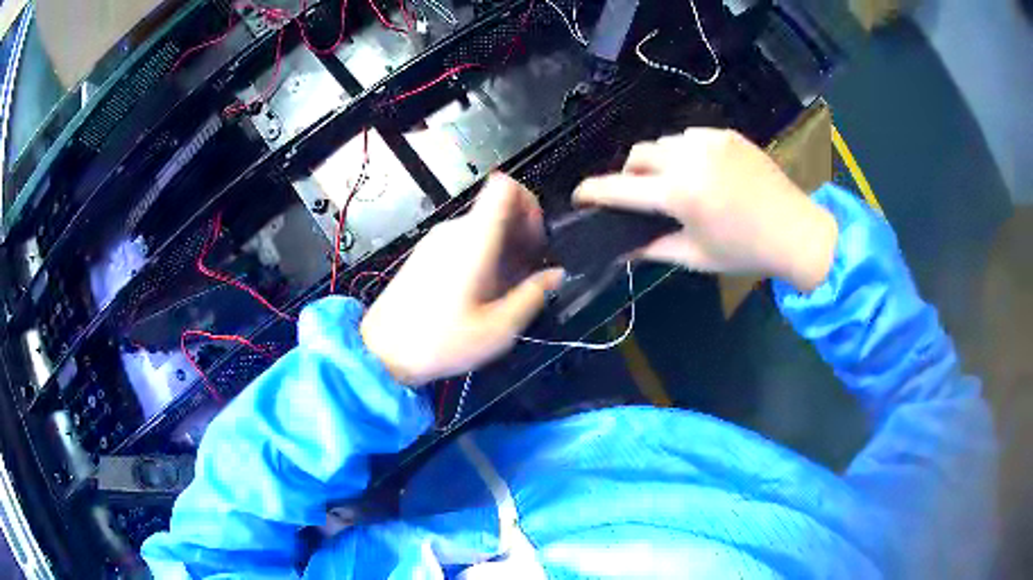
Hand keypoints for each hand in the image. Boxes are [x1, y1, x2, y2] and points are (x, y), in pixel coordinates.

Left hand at [361, 174, 562, 385]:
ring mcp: (437, 240)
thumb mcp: (497, 330)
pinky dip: (484, 254)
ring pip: (483, 225)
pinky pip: (465, 239)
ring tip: (507, 288)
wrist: (381, 352)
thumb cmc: (440, 342)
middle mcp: (454, 230)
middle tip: (528, 273)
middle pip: (498, 207)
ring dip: (504, 247)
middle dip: (522, 234)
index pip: (506, 187)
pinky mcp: (426, 253)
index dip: (531, 204)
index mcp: (474, 239)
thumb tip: (556, 275)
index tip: (537, 240)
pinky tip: (483, 290)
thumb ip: (532, 296)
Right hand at [574, 129, 837, 291]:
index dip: (593, 192)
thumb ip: (652, 249)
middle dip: (629, 173)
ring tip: (674, 183)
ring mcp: (709, 141)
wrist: (796, 230)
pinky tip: (700, 171)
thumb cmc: (745, 251)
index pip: (620, 188)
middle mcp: (689, 159)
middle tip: (640, 196)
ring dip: (657, 162)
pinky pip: (690, 137)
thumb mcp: (695, 257)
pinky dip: (683, 152)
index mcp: (679, 194)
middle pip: (637, 154)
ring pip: (663, 143)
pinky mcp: (726, 135)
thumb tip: (619, 249)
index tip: (579, 196)